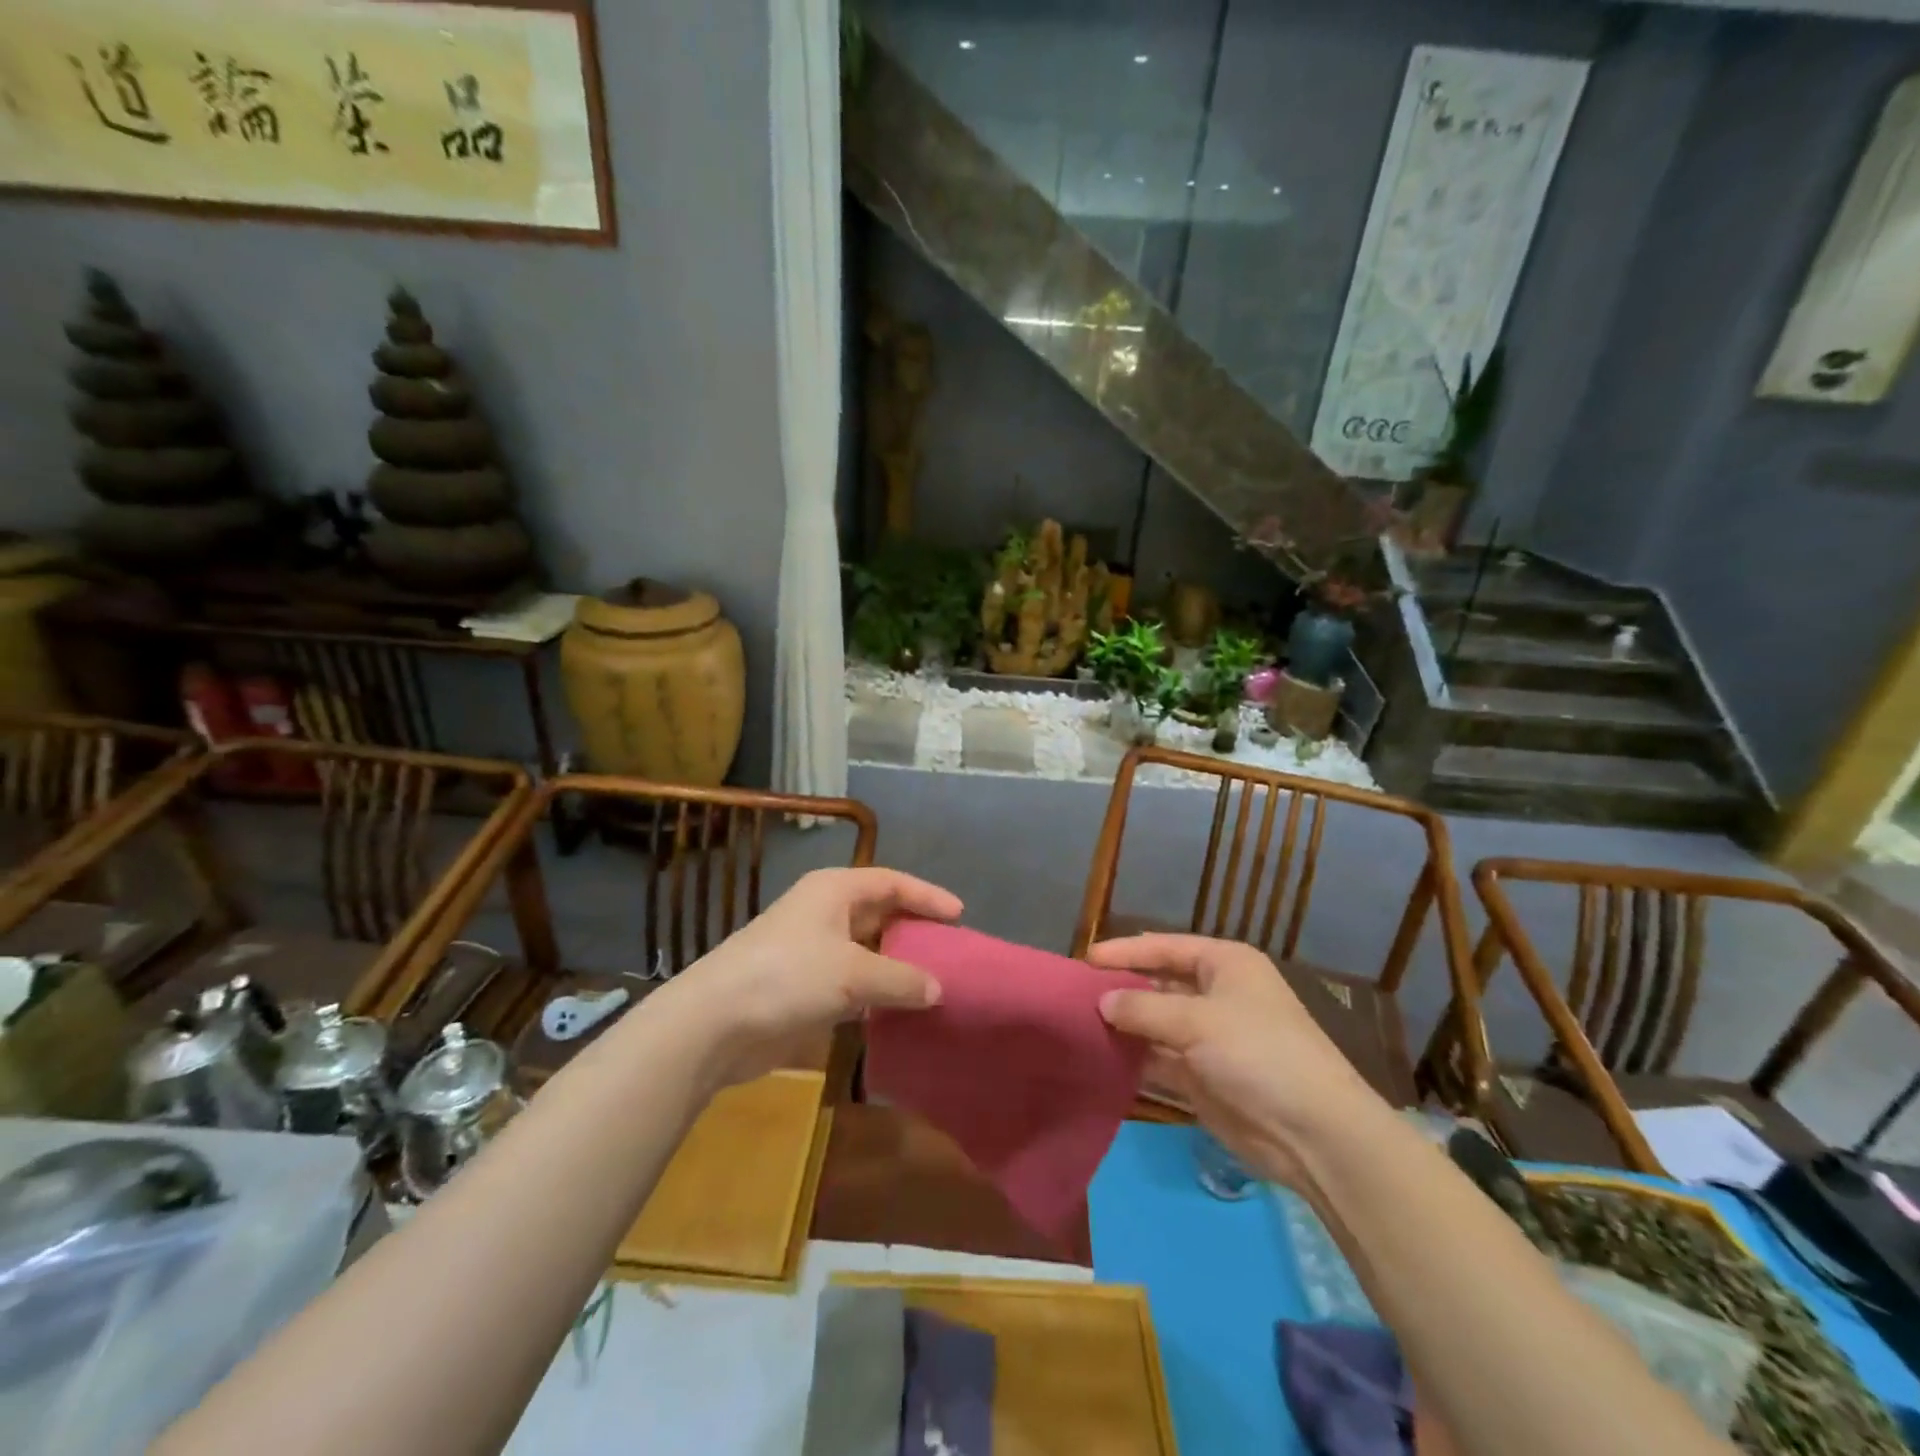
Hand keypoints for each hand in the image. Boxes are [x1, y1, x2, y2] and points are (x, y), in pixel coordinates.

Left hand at [655, 867, 959, 1087]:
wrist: (714, 1023)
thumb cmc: (788, 977)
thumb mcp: (853, 974)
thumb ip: (902, 979)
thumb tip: (938, 989)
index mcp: (834, 890)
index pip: (891, 882)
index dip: (927, 895)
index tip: (960, 914)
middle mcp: (824, 912)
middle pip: (879, 912)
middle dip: (914, 929)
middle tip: (950, 949)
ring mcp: (811, 950)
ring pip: (866, 950)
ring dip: (896, 965)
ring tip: (935, 981)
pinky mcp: (802, 986)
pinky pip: (851, 981)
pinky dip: (876, 992)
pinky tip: (898, 1009)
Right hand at [1091, 933, 1384, 1185]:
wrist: (1313, 1133)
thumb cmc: (1257, 1054)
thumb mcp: (1197, 1021)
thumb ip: (1143, 1009)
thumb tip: (1102, 1002)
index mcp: (1225, 965)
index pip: (1165, 948)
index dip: (1126, 951)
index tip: (1085, 959)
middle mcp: (1217, 995)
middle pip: (1159, 984)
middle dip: (1122, 988)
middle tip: (1076, 994)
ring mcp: (1210, 1038)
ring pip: (1157, 1023)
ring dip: (1125, 1025)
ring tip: (1079, 1023)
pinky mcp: (1204, 1077)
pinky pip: (1160, 1059)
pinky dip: (1135, 1058)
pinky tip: (1101, 1057)